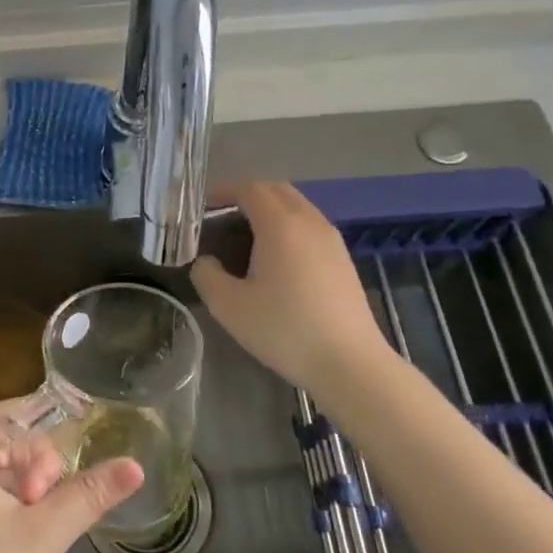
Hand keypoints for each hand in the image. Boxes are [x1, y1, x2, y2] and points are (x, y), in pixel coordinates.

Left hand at [0, 401, 142, 552]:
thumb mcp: (44, 535)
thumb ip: (88, 494)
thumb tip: (135, 466)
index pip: (12, 430)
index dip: (41, 460)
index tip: (50, 499)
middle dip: (29, 455)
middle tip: (53, 487)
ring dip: (13, 474)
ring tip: (38, 507)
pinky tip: (17, 515)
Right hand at [190, 182, 394, 397]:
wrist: (350, 364)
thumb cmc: (285, 330)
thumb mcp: (229, 306)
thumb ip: (206, 275)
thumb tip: (205, 261)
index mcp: (281, 225)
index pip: (250, 188)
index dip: (223, 190)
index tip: (202, 205)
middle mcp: (309, 222)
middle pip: (276, 190)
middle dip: (247, 195)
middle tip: (221, 216)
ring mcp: (331, 240)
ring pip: (297, 207)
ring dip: (270, 210)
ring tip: (246, 237)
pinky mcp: (343, 260)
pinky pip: (310, 226)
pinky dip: (288, 227)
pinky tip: (276, 259)